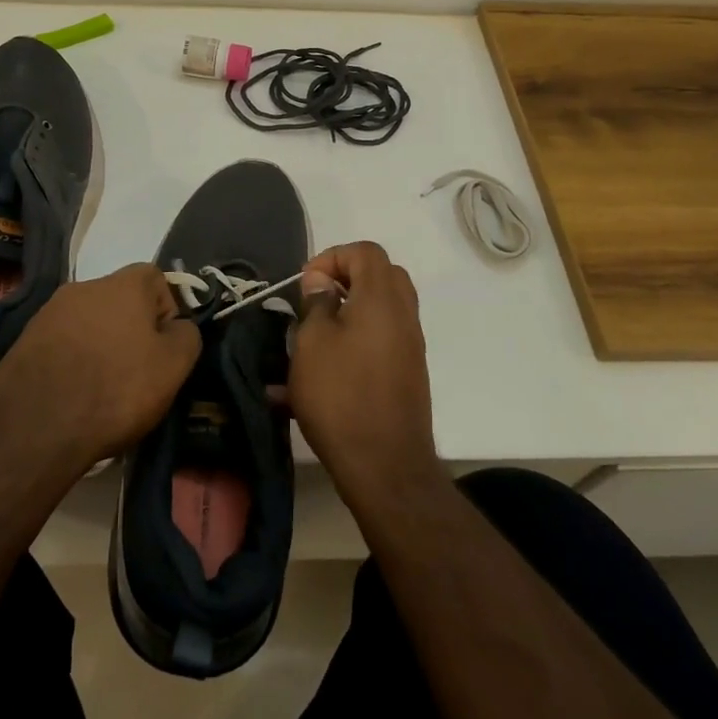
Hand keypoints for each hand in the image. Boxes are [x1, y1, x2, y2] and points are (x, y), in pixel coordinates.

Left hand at [0, 264, 199, 467]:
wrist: (33, 427)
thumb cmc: (115, 389)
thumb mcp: (174, 366)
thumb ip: (187, 336)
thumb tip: (178, 327)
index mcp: (123, 283)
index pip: (156, 279)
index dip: (166, 312)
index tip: (163, 350)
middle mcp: (85, 286)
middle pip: (120, 301)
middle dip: (131, 331)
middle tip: (134, 373)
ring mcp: (49, 312)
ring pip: (89, 323)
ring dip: (99, 346)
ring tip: (100, 390)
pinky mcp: (25, 340)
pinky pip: (62, 344)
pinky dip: (71, 362)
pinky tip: (72, 395)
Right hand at [288, 241, 439, 500]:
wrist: (385, 466)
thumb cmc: (341, 395)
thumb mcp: (312, 343)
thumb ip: (317, 303)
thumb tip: (323, 282)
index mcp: (382, 298)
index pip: (366, 252)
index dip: (333, 256)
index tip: (307, 284)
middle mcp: (403, 315)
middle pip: (381, 275)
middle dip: (346, 279)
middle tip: (317, 300)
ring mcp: (410, 346)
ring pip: (383, 309)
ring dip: (351, 311)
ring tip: (315, 336)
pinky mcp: (408, 373)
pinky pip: (382, 339)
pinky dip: (357, 340)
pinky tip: (324, 371)